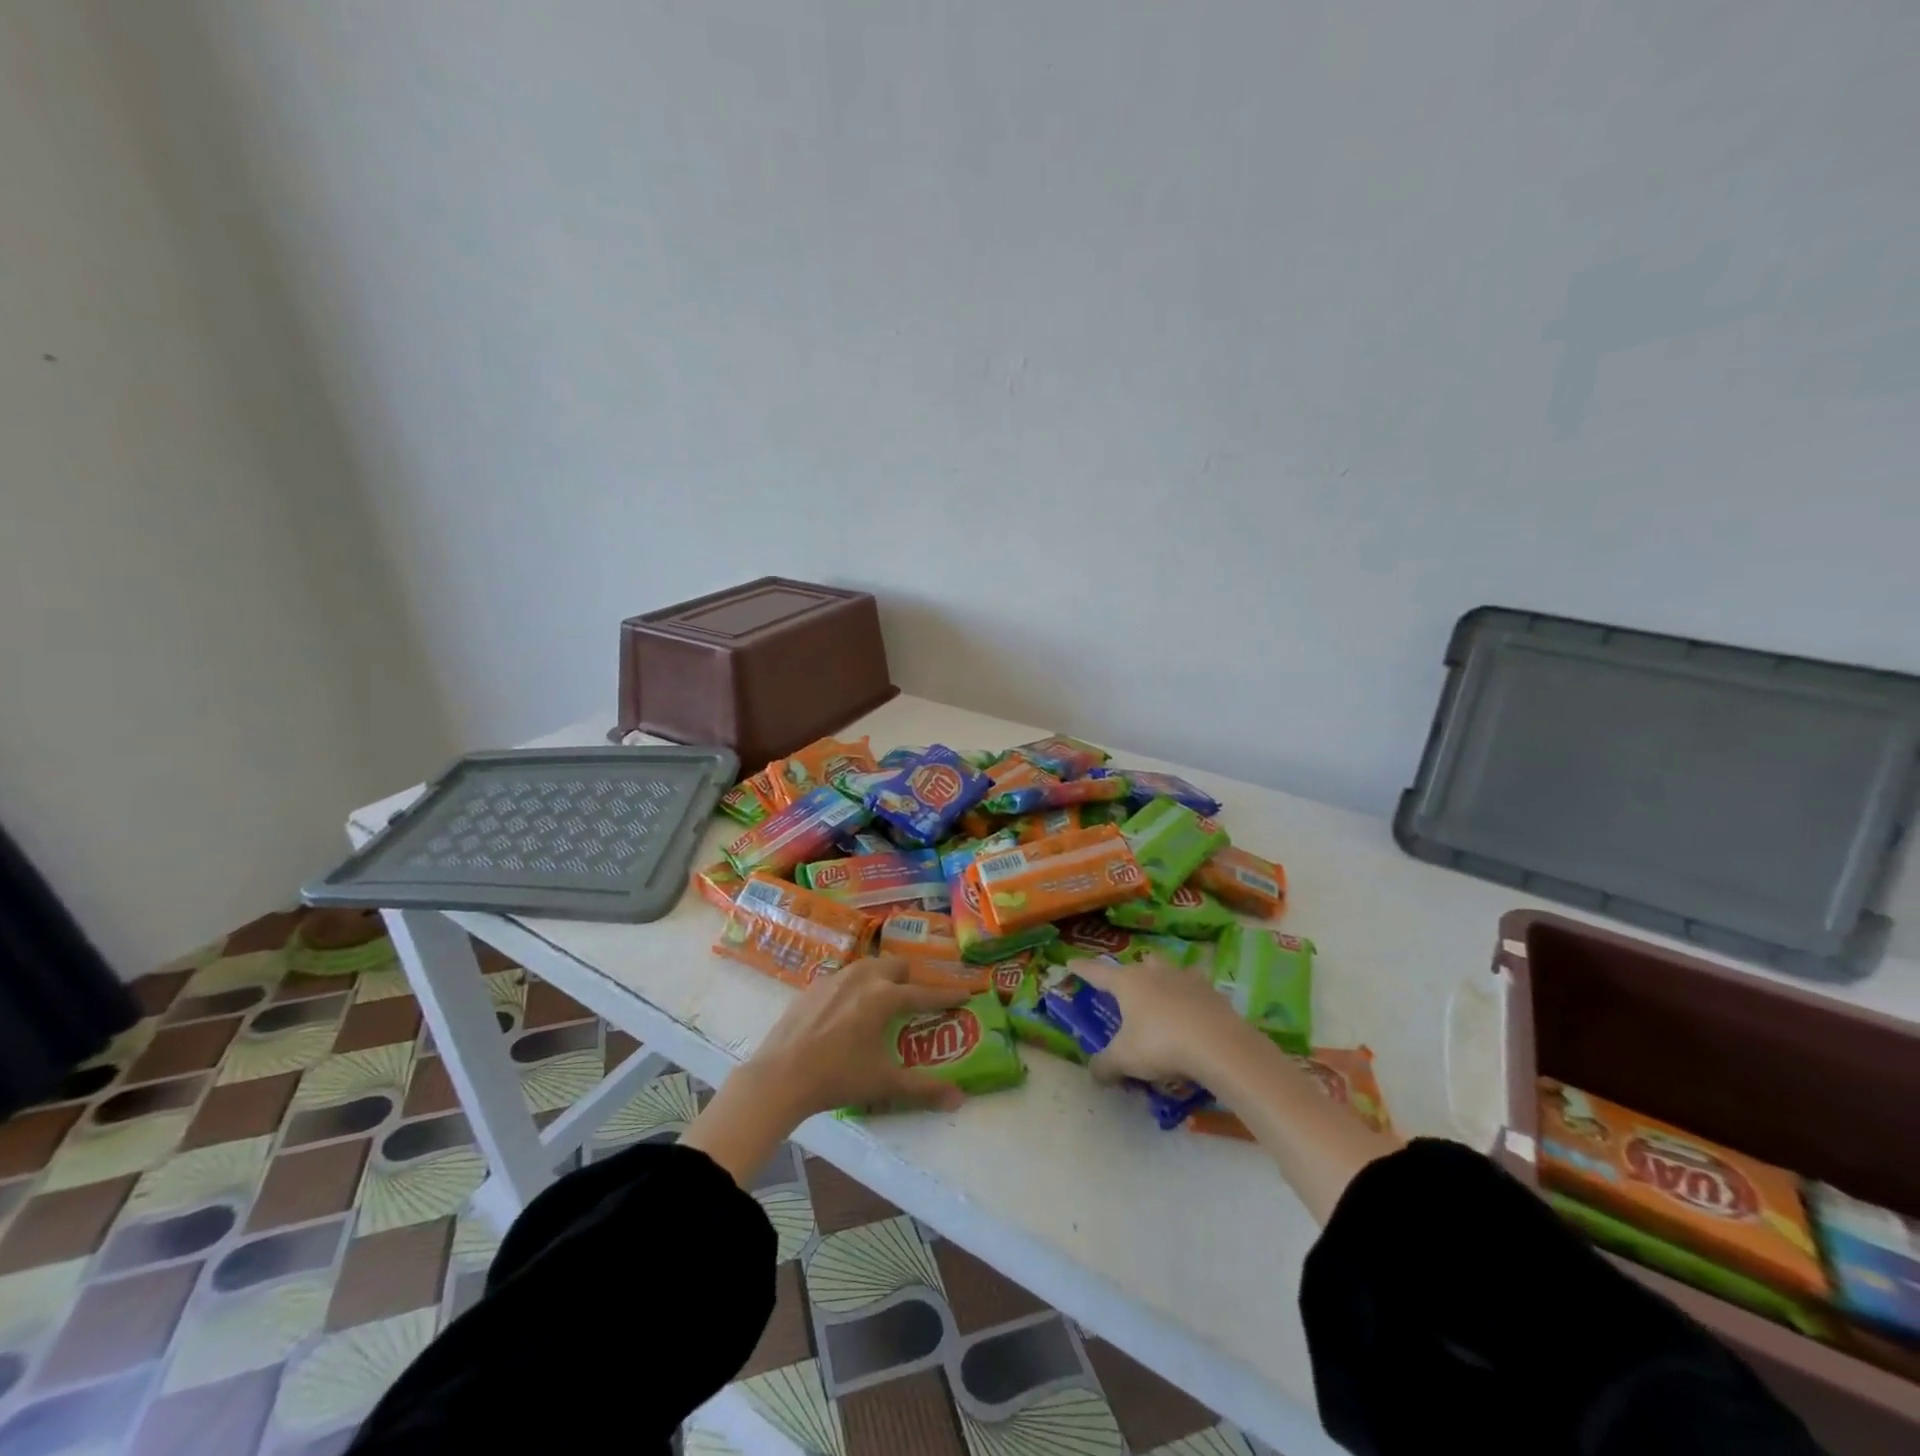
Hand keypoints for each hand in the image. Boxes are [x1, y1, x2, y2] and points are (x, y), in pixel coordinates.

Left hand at [742, 956, 971, 1117]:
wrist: (780, 1076)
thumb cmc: (837, 1077)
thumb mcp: (884, 1084)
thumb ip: (923, 1088)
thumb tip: (958, 1099)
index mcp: (884, 997)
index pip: (924, 993)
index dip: (946, 995)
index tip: (965, 993)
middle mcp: (863, 978)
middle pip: (896, 967)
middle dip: (912, 979)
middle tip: (918, 997)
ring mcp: (835, 978)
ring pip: (869, 965)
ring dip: (883, 975)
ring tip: (886, 995)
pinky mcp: (813, 986)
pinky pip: (844, 976)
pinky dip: (857, 984)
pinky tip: (850, 1005)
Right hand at [1071, 955, 1259, 1086]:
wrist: (1218, 1044)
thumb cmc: (1161, 1044)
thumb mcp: (1125, 1059)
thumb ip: (1105, 1065)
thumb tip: (1094, 1073)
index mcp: (1127, 982)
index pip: (1097, 972)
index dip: (1082, 969)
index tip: (1071, 962)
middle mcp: (1154, 972)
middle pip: (1139, 964)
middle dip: (1131, 973)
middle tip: (1128, 989)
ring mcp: (1185, 978)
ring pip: (1168, 971)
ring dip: (1163, 981)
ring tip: (1162, 999)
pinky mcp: (1211, 991)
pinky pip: (1194, 989)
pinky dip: (1190, 999)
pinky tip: (1191, 1015)